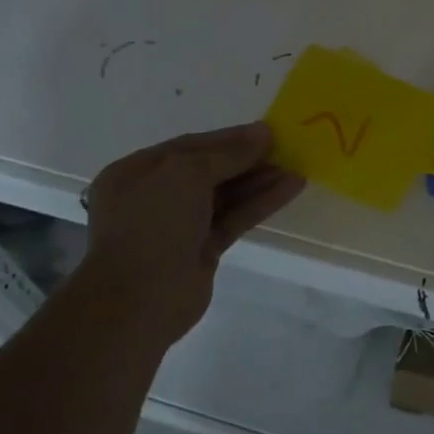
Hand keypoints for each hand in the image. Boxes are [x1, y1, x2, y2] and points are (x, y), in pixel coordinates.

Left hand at [74, 123, 304, 347]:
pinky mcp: (202, 250)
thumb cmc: (152, 225)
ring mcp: (179, 225)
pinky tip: (291, 188)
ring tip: (297, 167)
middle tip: (287, 148)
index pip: (191, 146)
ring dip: (261, 180)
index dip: (230, 137)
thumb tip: (263, 132)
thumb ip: (228, 152)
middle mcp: (156, 196)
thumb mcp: (186, 173)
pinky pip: (235, 218)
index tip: (268, 131)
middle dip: (248, 159)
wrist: (136, 302)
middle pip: (211, 170)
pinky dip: (261, 203)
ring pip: (227, 195)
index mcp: (138, 172)